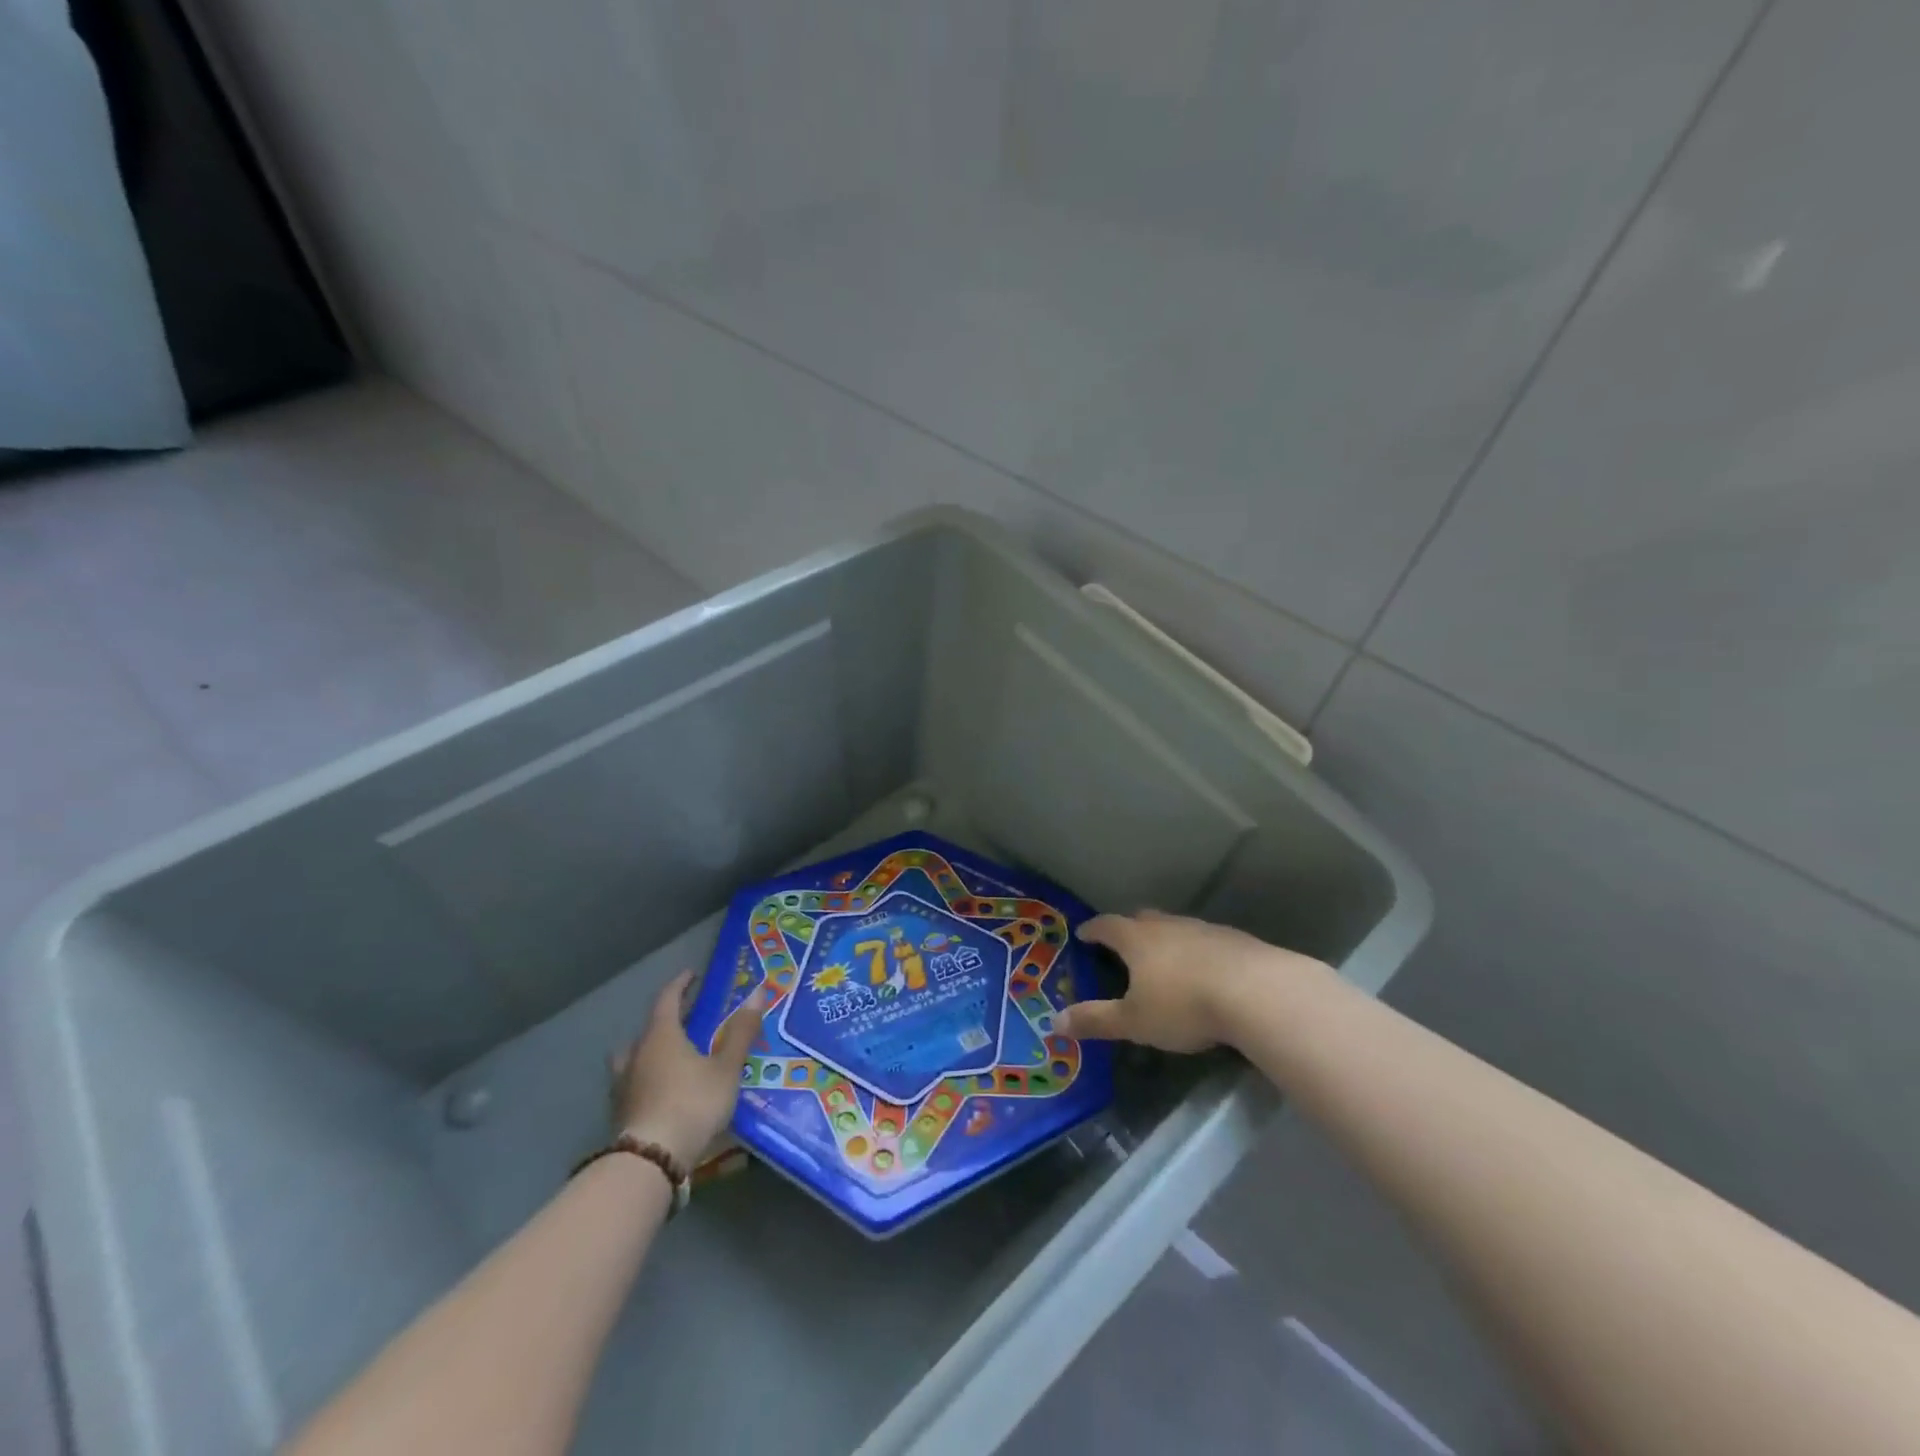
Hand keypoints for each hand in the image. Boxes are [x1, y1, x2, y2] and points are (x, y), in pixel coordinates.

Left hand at [610, 971, 766, 1167]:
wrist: (651, 1160)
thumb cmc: (692, 1103)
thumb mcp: (726, 1068)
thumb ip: (740, 1032)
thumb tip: (757, 992)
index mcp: (661, 1035)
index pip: (667, 999)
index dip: (680, 985)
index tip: (691, 975)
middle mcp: (637, 1053)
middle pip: (649, 1028)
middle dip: (668, 1020)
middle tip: (688, 1019)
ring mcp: (624, 1084)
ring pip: (635, 1057)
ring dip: (651, 1051)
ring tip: (671, 1057)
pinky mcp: (620, 1112)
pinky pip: (634, 1083)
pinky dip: (648, 1078)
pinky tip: (662, 1091)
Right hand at [1055, 910, 1324, 1053]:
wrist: (1257, 992)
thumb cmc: (1184, 1005)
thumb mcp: (1134, 1021)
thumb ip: (1096, 1020)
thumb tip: (1054, 1021)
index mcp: (1137, 940)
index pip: (1107, 926)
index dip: (1093, 930)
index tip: (1084, 933)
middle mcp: (1167, 926)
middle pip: (1142, 919)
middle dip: (1130, 929)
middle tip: (1123, 943)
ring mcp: (1204, 929)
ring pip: (1176, 928)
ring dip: (1166, 939)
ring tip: (1165, 959)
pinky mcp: (1235, 941)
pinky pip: (1206, 941)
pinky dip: (1198, 951)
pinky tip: (1206, 972)